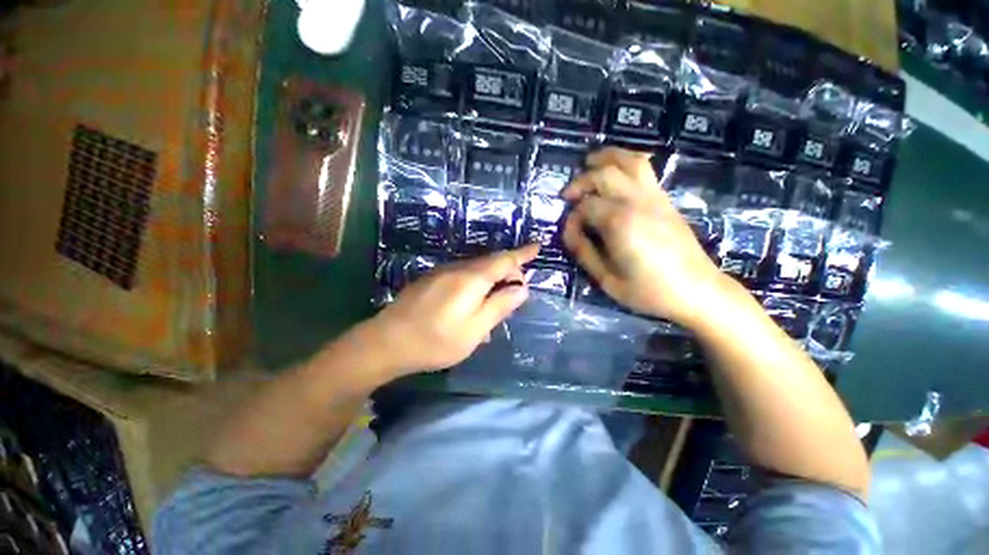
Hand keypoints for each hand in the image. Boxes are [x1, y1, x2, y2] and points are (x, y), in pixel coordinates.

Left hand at [366, 244, 539, 375]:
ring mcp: (441, 273)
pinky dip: (475, 285)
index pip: (504, 260)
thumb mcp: (475, 329)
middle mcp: (457, 269)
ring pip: (476, 270)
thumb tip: (522, 288)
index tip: (537, 246)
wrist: (386, 342)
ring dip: (491, 280)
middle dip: (508, 272)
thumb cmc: (436, 340)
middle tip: (516, 292)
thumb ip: (500, 306)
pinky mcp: (431, 280)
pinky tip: (472, 304)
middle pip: (490, 263)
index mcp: (472, 279)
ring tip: (497, 301)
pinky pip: (462, 276)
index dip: (522, 254)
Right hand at [562, 147, 735, 326]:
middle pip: (604, 174)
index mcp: (620, 223)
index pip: (586, 206)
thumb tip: (569, 232)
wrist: (697, 290)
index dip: (572, 217)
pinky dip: (627, 162)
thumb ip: (584, 252)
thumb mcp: (607, 280)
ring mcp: (655, 197)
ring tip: (590, 161)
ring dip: (607, 157)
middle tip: (569, 195)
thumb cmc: (649, 291)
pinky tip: (617, 171)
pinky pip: (646, 170)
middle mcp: (637, 202)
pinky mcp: (666, 200)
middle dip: (582, 181)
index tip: (569, 231)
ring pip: (631, 161)